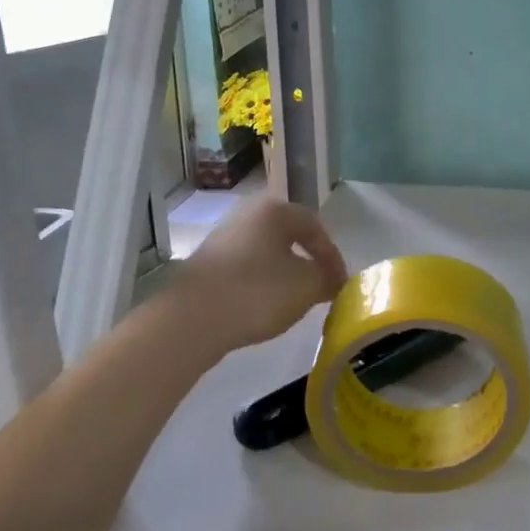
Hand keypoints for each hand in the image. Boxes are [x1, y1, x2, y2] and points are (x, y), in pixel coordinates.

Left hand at [160, 198, 348, 353]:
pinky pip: (246, 268)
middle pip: (289, 237)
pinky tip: (263, 306)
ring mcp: (223, 238)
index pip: (315, 227)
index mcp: (275, 210)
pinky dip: (261, 283)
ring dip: (285, 274)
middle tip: (320, 287)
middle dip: (308, 262)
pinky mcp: (206, 263)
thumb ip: (328, 278)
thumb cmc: (257, 292)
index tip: (339, 283)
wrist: (190, 320)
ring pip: (267, 253)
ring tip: (294, 300)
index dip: (333, 256)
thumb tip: (333, 279)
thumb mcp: (307, 286)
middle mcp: (247, 214)